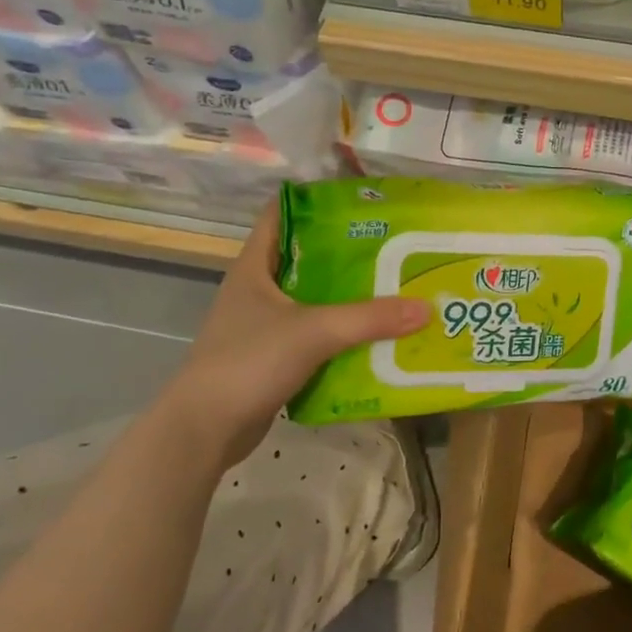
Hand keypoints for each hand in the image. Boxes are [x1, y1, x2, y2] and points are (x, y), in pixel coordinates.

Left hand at [157, 201, 428, 468]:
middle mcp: (258, 290)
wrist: (205, 429)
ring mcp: (264, 325)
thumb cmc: (249, 362)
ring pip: (314, 299)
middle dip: (348, 253)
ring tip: (394, 287)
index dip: (316, 201)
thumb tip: (426, 307)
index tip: (361, 202)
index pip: (281, 214)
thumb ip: (370, 318)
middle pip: (307, 257)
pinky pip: (315, 335)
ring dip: (348, 296)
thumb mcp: (314, 332)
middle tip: (394, 247)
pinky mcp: (273, 357)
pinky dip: (341, 333)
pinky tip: (375, 334)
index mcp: (255, 267)